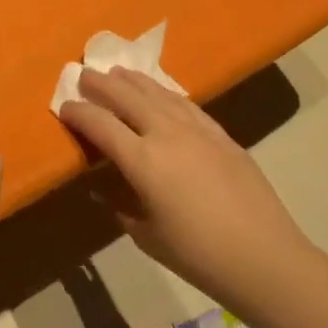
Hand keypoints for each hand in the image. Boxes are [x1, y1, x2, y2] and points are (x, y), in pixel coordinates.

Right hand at [59, 67, 319, 297]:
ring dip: (134, 81)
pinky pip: (186, 104)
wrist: (263, 256)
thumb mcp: (145, 234)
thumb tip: (108, 190)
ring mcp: (197, 130)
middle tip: (83, 74)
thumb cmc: (197, 254)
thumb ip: (122, 206)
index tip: (63, 107)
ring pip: (158, 93)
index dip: (78, 113)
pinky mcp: (221, 135)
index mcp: (142, 161)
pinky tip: (160, 93)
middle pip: (127, 97)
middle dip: (102, 84)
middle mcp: (166, 134)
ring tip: (118, 72)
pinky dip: (165, 93)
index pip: (100, 124)